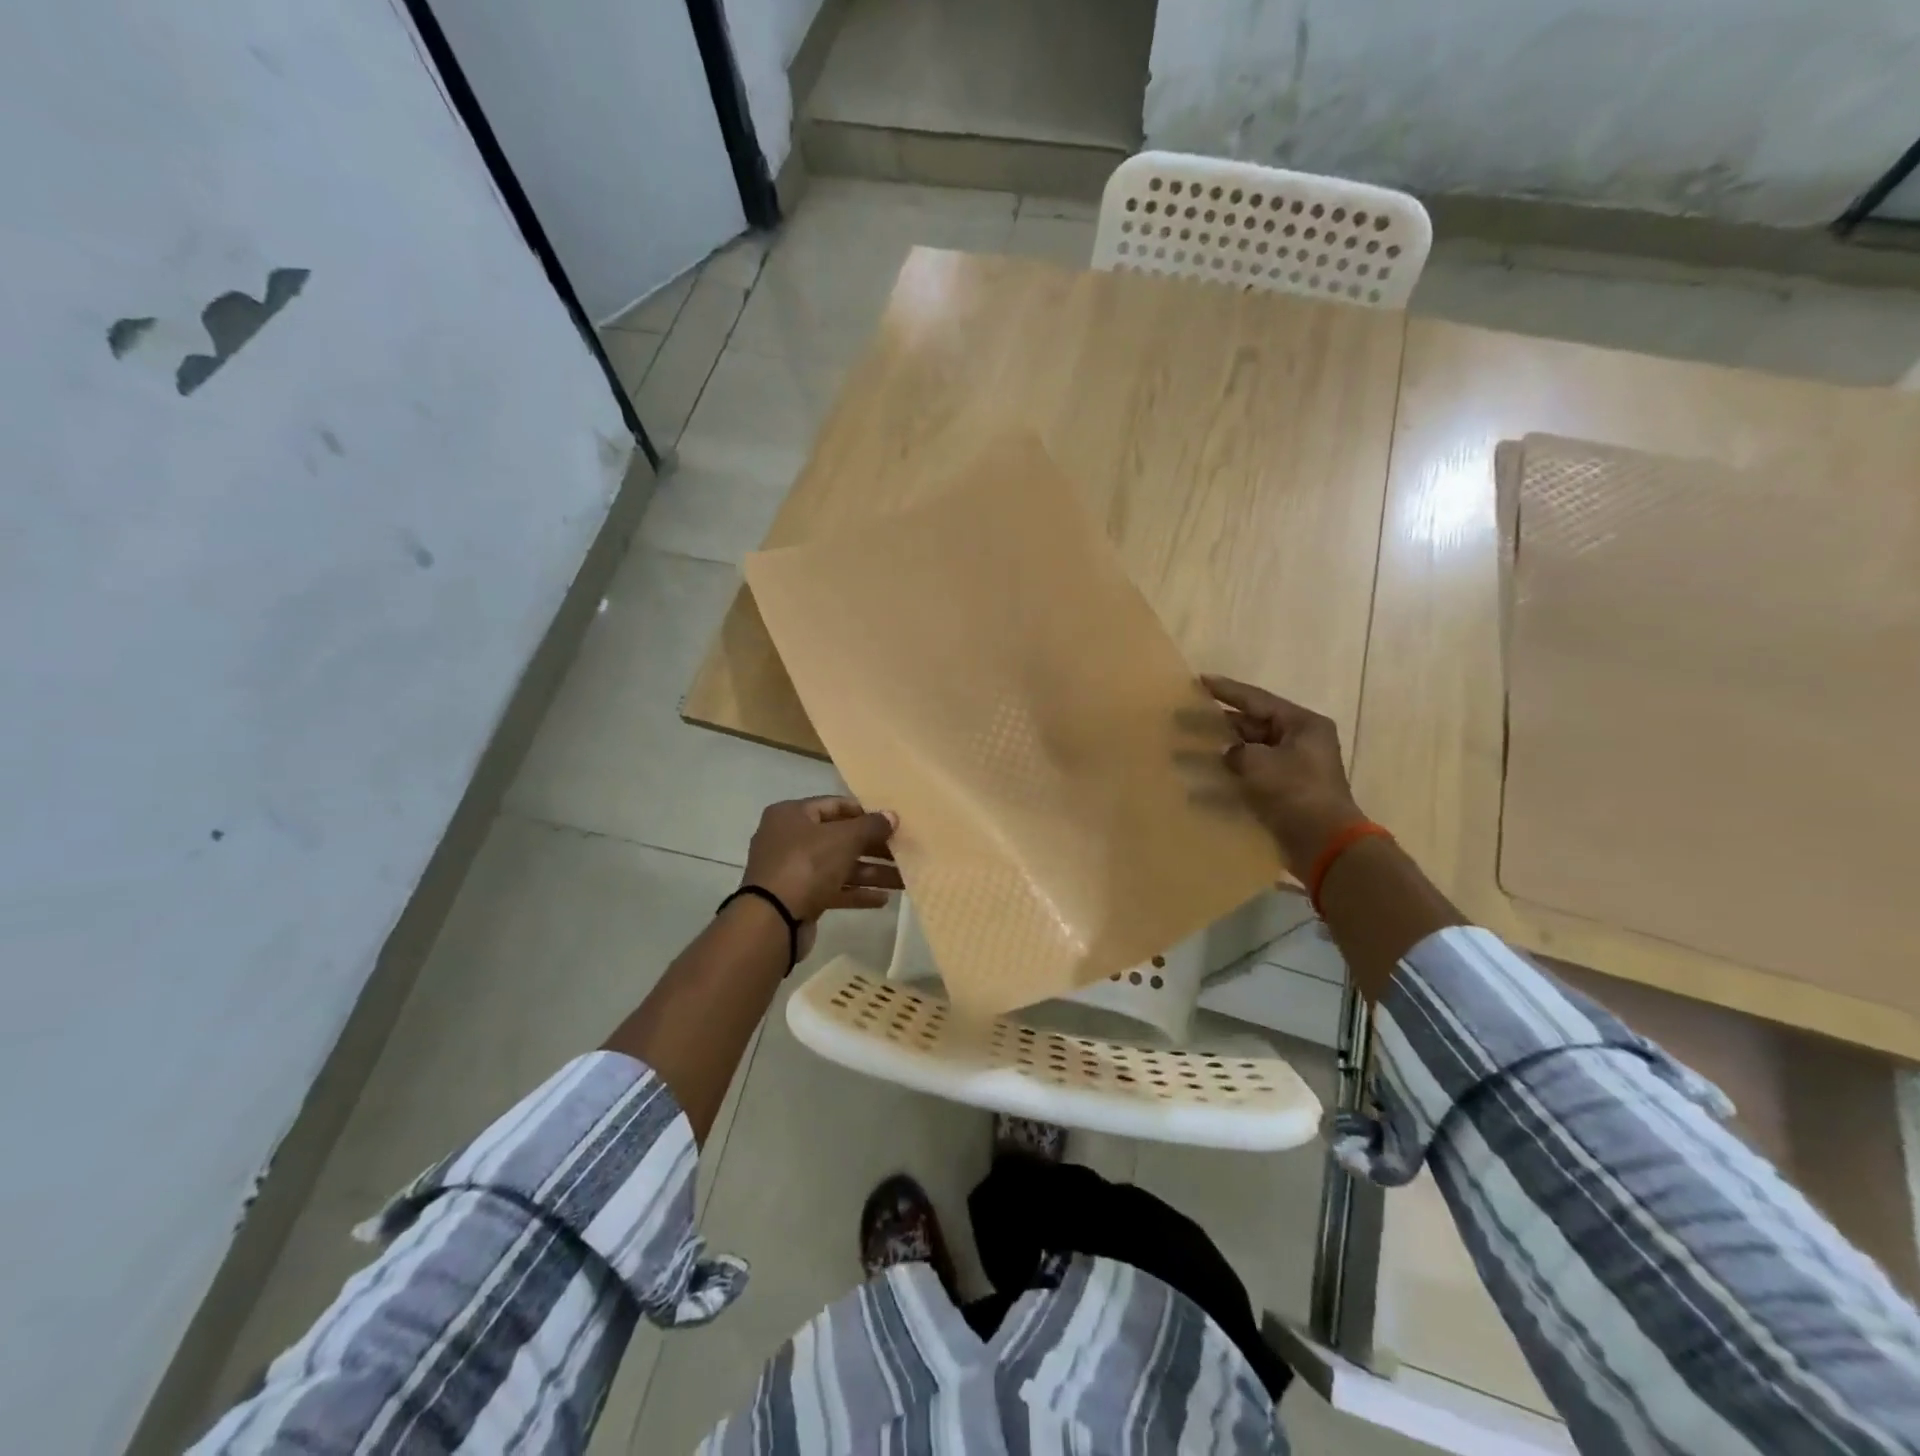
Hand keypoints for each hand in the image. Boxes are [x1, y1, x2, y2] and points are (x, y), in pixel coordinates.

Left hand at [740, 797, 901, 956]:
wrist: (772, 919)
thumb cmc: (806, 865)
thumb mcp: (843, 839)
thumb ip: (871, 826)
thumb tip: (892, 816)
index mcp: (792, 814)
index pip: (835, 805)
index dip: (865, 813)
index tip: (892, 823)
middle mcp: (789, 838)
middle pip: (840, 838)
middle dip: (874, 848)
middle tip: (903, 853)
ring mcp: (793, 870)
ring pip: (839, 866)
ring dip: (871, 872)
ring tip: (903, 880)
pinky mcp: (799, 898)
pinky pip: (833, 889)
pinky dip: (856, 892)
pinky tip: (883, 899)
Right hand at [1202, 676, 1367, 874]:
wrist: (1324, 843)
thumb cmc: (1296, 792)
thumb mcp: (1260, 762)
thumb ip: (1236, 752)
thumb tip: (1228, 756)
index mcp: (1302, 725)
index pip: (1257, 700)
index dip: (1226, 690)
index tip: (1199, 681)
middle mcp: (1299, 742)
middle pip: (1250, 726)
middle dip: (1217, 724)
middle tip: (1183, 717)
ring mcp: (1291, 769)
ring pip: (1247, 753)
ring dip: (1218, 753)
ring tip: (1184, 751)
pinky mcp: (1283, 794)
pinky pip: (1248, 778)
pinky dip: (1226, 780)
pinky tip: (1198, 787)